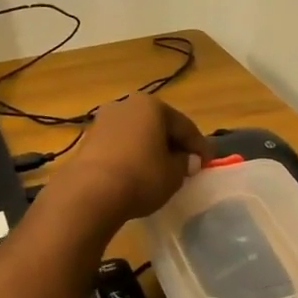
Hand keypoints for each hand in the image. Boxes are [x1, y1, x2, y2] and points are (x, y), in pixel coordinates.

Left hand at [51, 94, 209, 228]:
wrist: (90, 192)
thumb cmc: (141, 176)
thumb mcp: (173, 174)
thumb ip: (185, 163)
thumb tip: (188, 160)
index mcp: (152, 106)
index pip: (184, 126)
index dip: (199, 146)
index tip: (209, 162)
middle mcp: (126, 105)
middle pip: (158, 126)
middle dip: (172, 144)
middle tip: (186, 164)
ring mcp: (103, 121)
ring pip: (137, 134)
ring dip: (150, 149)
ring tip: (161, 170)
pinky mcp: (88, 140)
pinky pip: (120, 145)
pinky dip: (132, 156)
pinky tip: (137, 173)